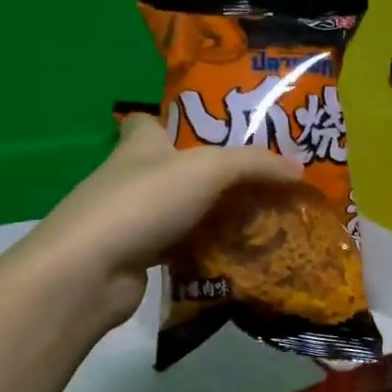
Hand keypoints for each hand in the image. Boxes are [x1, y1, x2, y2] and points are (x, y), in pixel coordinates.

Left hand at [26, 114, 302, 328]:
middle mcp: (131, 177)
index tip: (210, 131)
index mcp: (141, 145)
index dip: (175, 122)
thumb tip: (299, 169)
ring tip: (256, 219)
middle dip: (208, 174)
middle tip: (256, 182)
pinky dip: (202, 250)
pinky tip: (232, 255)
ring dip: (209, 215)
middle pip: (172, 169)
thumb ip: (254, 165)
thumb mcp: (208, 170)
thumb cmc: (145, 202)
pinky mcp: (135, 256)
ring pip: (178, 210)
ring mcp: (130, 219)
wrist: (92, 270)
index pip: (149, 122)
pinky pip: (178, 247)